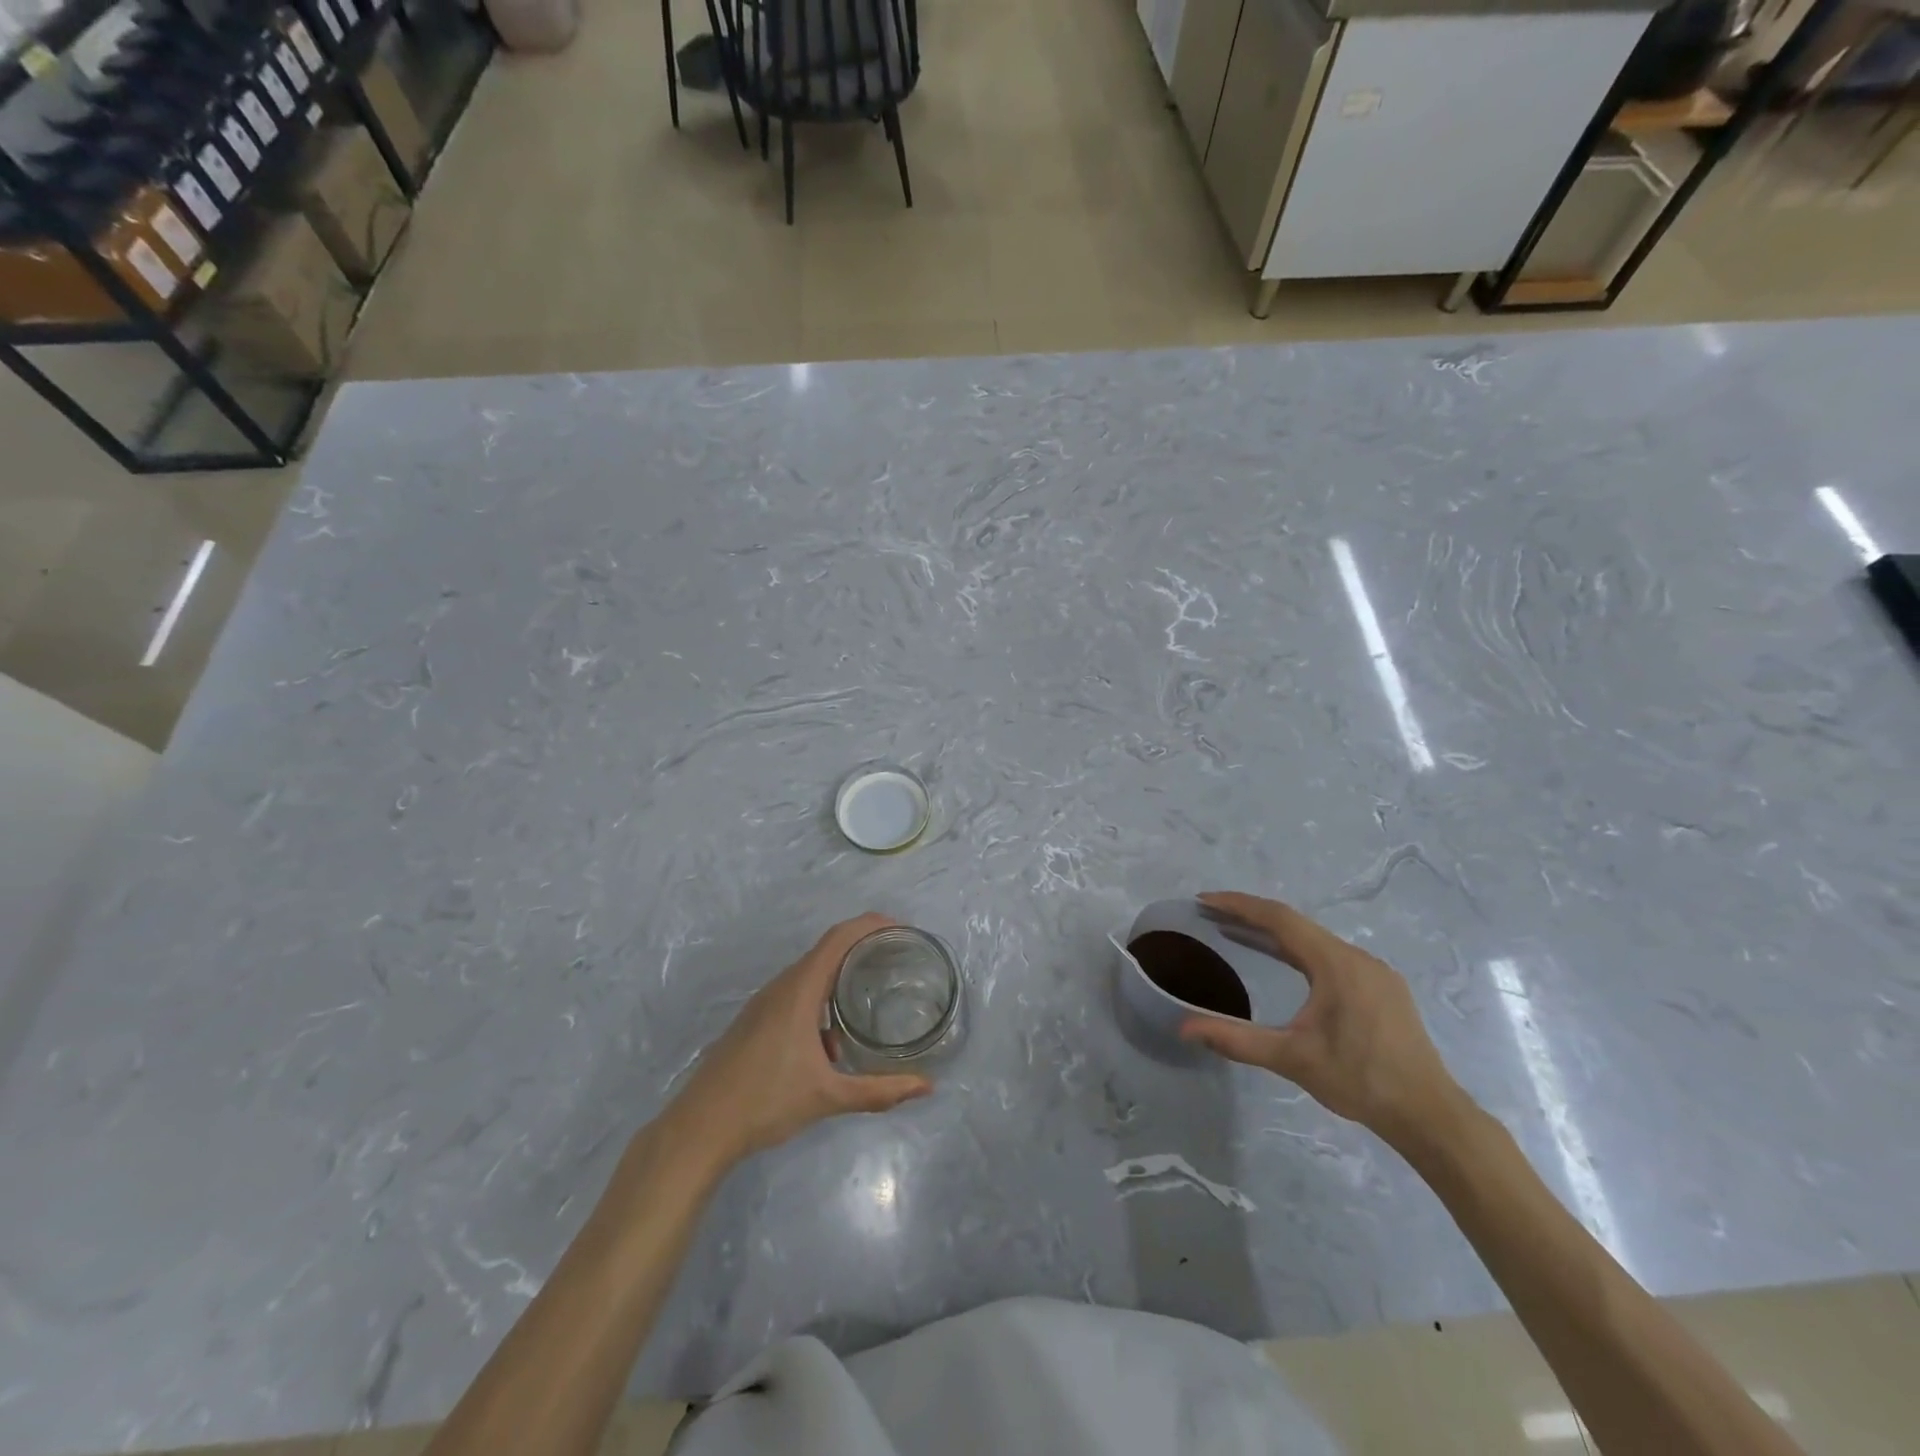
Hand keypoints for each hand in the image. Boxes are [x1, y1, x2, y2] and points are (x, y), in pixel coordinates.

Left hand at [665, 913, 931, 1170]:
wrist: (700, 1129)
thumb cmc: (765, 1102)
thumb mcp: (829, 1097)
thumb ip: (879, 1091)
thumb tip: (926, 1087)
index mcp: (799, 990)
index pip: (839, 938)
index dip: (870, 925)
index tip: (902, 929)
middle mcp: (781, 987)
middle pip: (827, 950)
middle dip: (862, 948)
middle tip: (897, 959)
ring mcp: (764, 1003)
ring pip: (810, 974)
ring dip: (841, 977)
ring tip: (872, 992)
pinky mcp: (755, 1020)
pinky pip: (796, 993)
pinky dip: (822, 999)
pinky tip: (833, 1038)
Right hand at [1179, 891, 1463, 1146]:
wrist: (1430, 1115)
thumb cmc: (1360, 1080)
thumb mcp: (1292, 1058)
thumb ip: (1236, 1040)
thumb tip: (1183, 1029)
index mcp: (1336, 964)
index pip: (1279, 919)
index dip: (1239, 906)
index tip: (1204, 901)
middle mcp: (1357, 958)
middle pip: (1296, 925)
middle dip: (1252, 917)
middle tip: (1213, 916)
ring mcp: (1375, 973)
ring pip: (1315, 940)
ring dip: (1276, 935)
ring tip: (1239, 934)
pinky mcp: (1383, 990)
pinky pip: (1332, 956)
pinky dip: (1299, 952)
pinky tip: (1287, 966)